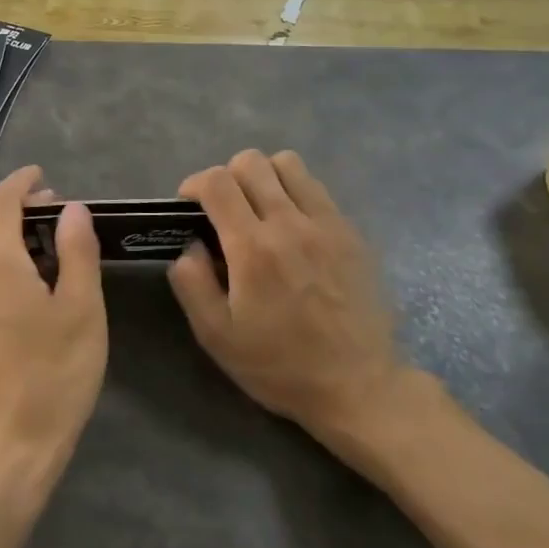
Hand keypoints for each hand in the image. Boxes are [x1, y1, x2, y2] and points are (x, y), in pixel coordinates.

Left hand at [0, 167, 106, 501]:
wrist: (6, 448)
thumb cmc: (53, 374)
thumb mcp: (81, 308)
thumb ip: (76, 251)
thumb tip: (72, 209)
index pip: (0, 201)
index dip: (22, 182)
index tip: (44, 175)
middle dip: (25, 214)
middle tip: (66, 217)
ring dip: (19, 243)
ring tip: (59, 252)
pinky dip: (9, 269)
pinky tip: (37, 289)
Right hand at [169, 150, 421, 445]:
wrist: (358, 386)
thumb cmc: (279, 365)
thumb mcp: (216, 336)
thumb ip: (191, 282)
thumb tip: (191, 245)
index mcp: (252, 249)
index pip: (217, 182)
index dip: (194, 185)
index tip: (190, 208)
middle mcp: (290, 224)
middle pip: (251, 161)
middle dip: (226, 178)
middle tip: (223, 212)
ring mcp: (327, 224)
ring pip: (288, 163)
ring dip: (264, 177)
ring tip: (259, 211)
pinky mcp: (352, 232)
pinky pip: (316, 188)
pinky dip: (295, 193)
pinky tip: (292, 228)